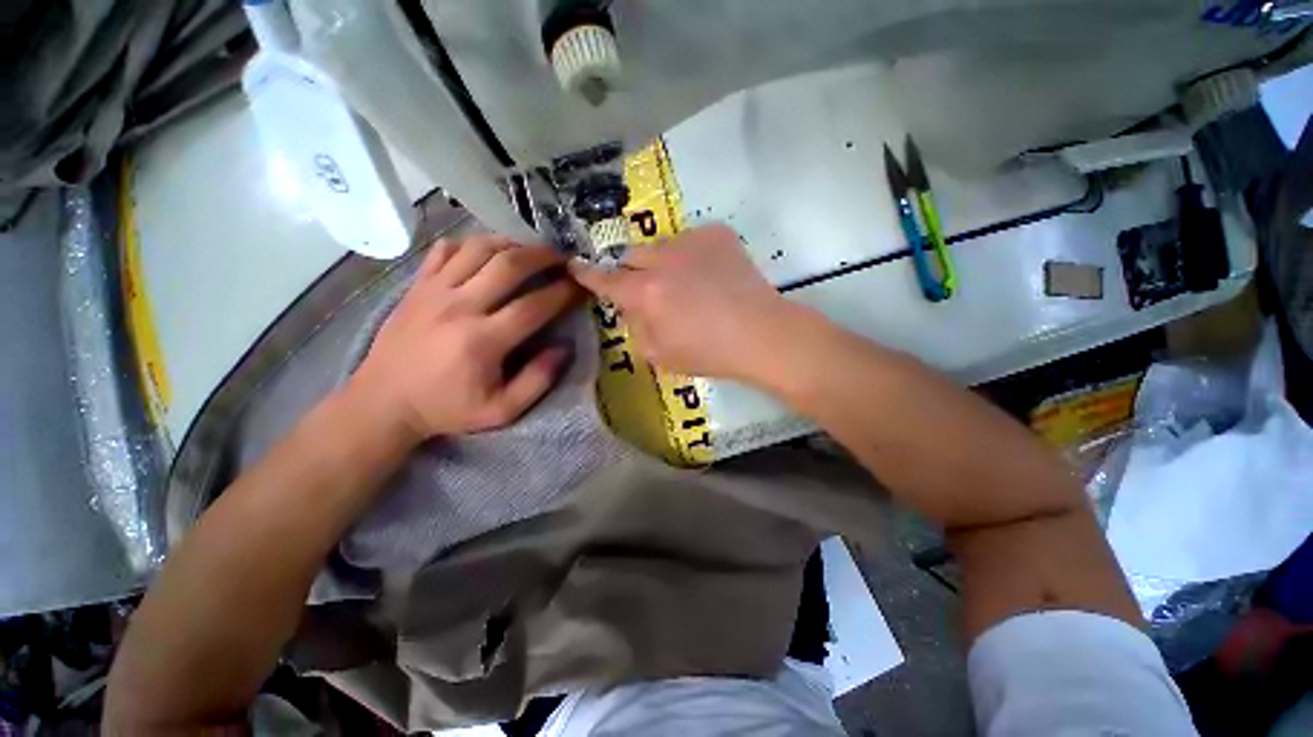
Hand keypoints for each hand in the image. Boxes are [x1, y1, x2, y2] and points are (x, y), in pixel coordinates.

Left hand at [346, 234, 582, 443]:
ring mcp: (434, 291)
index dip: (564, 292)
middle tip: (563, 258)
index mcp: (483, 341)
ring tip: (531, 251)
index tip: (582, 286)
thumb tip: (565, 348)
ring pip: (478, 248)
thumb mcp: (501, 410)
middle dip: (543, 256)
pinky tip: (488, 252)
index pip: (534, 305)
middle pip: (508, 264)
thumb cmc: (447, 409)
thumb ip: (538, 380)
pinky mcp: (417, 286)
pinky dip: (472, 244)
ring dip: (512, 243)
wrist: (383, 402)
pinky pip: (446, 250)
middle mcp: (459, 307)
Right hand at [568, 224, 810, 382]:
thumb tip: (631, 306)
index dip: (586, 274)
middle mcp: (662, 260)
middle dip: (633, 273)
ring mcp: (691, 241)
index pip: (605, 279)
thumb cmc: (709, 353)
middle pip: (631, 257)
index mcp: (646, 293)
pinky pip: (690, 240)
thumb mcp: (659, 354)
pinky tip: (710, 276)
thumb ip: (635, 326)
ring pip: (661, 246)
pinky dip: (692, 256)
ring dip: (664, 264)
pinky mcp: (717, 234)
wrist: (762, 335)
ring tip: (688, 285)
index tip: (574, 266)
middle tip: (651, 292)